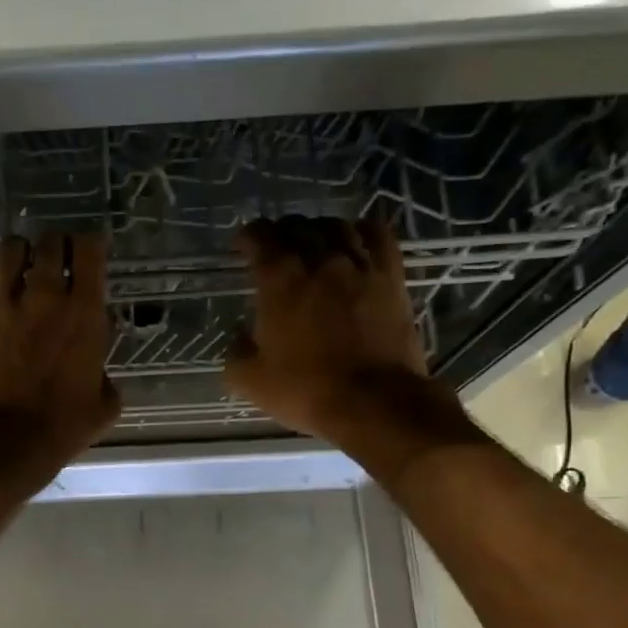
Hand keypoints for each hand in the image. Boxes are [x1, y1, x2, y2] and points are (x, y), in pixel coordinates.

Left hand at [0, 232, 119, 493]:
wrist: (1, 446)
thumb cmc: (58, 432)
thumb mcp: (104, 407)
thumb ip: (105, 373)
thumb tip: (96, 362)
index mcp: (86, 316)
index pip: (90, 251)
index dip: (90, 244)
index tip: (88, 252)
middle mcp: (47, 298)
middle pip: (51, 243)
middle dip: (55, 246)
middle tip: (54, 260)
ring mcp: (4, 303)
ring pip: (12, 248)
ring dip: (20, 250)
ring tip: (20, 261)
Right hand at [223, 215, 429, 444]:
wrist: (375, 402)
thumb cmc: (307, 390)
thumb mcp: (250, 380)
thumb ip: (236, 353)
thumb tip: (238, 338)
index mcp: (280, 279)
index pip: (260, 238)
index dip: (247, 237)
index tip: (242, 248)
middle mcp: (320, 260)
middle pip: (298, 226)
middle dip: (280, 232)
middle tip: (274, 248)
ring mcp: (360, 265)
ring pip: (337, 226)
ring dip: (318, 229)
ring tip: (313, 243)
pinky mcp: (391, 277)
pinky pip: (378, 236)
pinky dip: (362, 230)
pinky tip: (356, 240)